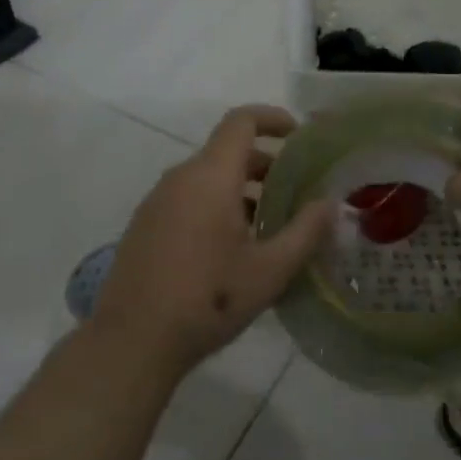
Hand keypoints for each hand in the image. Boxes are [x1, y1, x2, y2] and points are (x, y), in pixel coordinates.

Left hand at [92, 105, 332, 380]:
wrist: (132, 341)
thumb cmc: (207, 300)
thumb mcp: (269, 271)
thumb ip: (305, 232)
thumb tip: (329, 203)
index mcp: (211, 176)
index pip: (241, 121)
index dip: (273, 118)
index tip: (299, 135)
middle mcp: (181, 177)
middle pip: (227, 151)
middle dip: (266, 164)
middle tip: (296, 192)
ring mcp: (158, 200)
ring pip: (208, 177)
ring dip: (242, 189)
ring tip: (270, 226)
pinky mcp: (146, 224)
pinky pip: (189, 197)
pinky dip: (217, 204)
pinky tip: (232, 248)